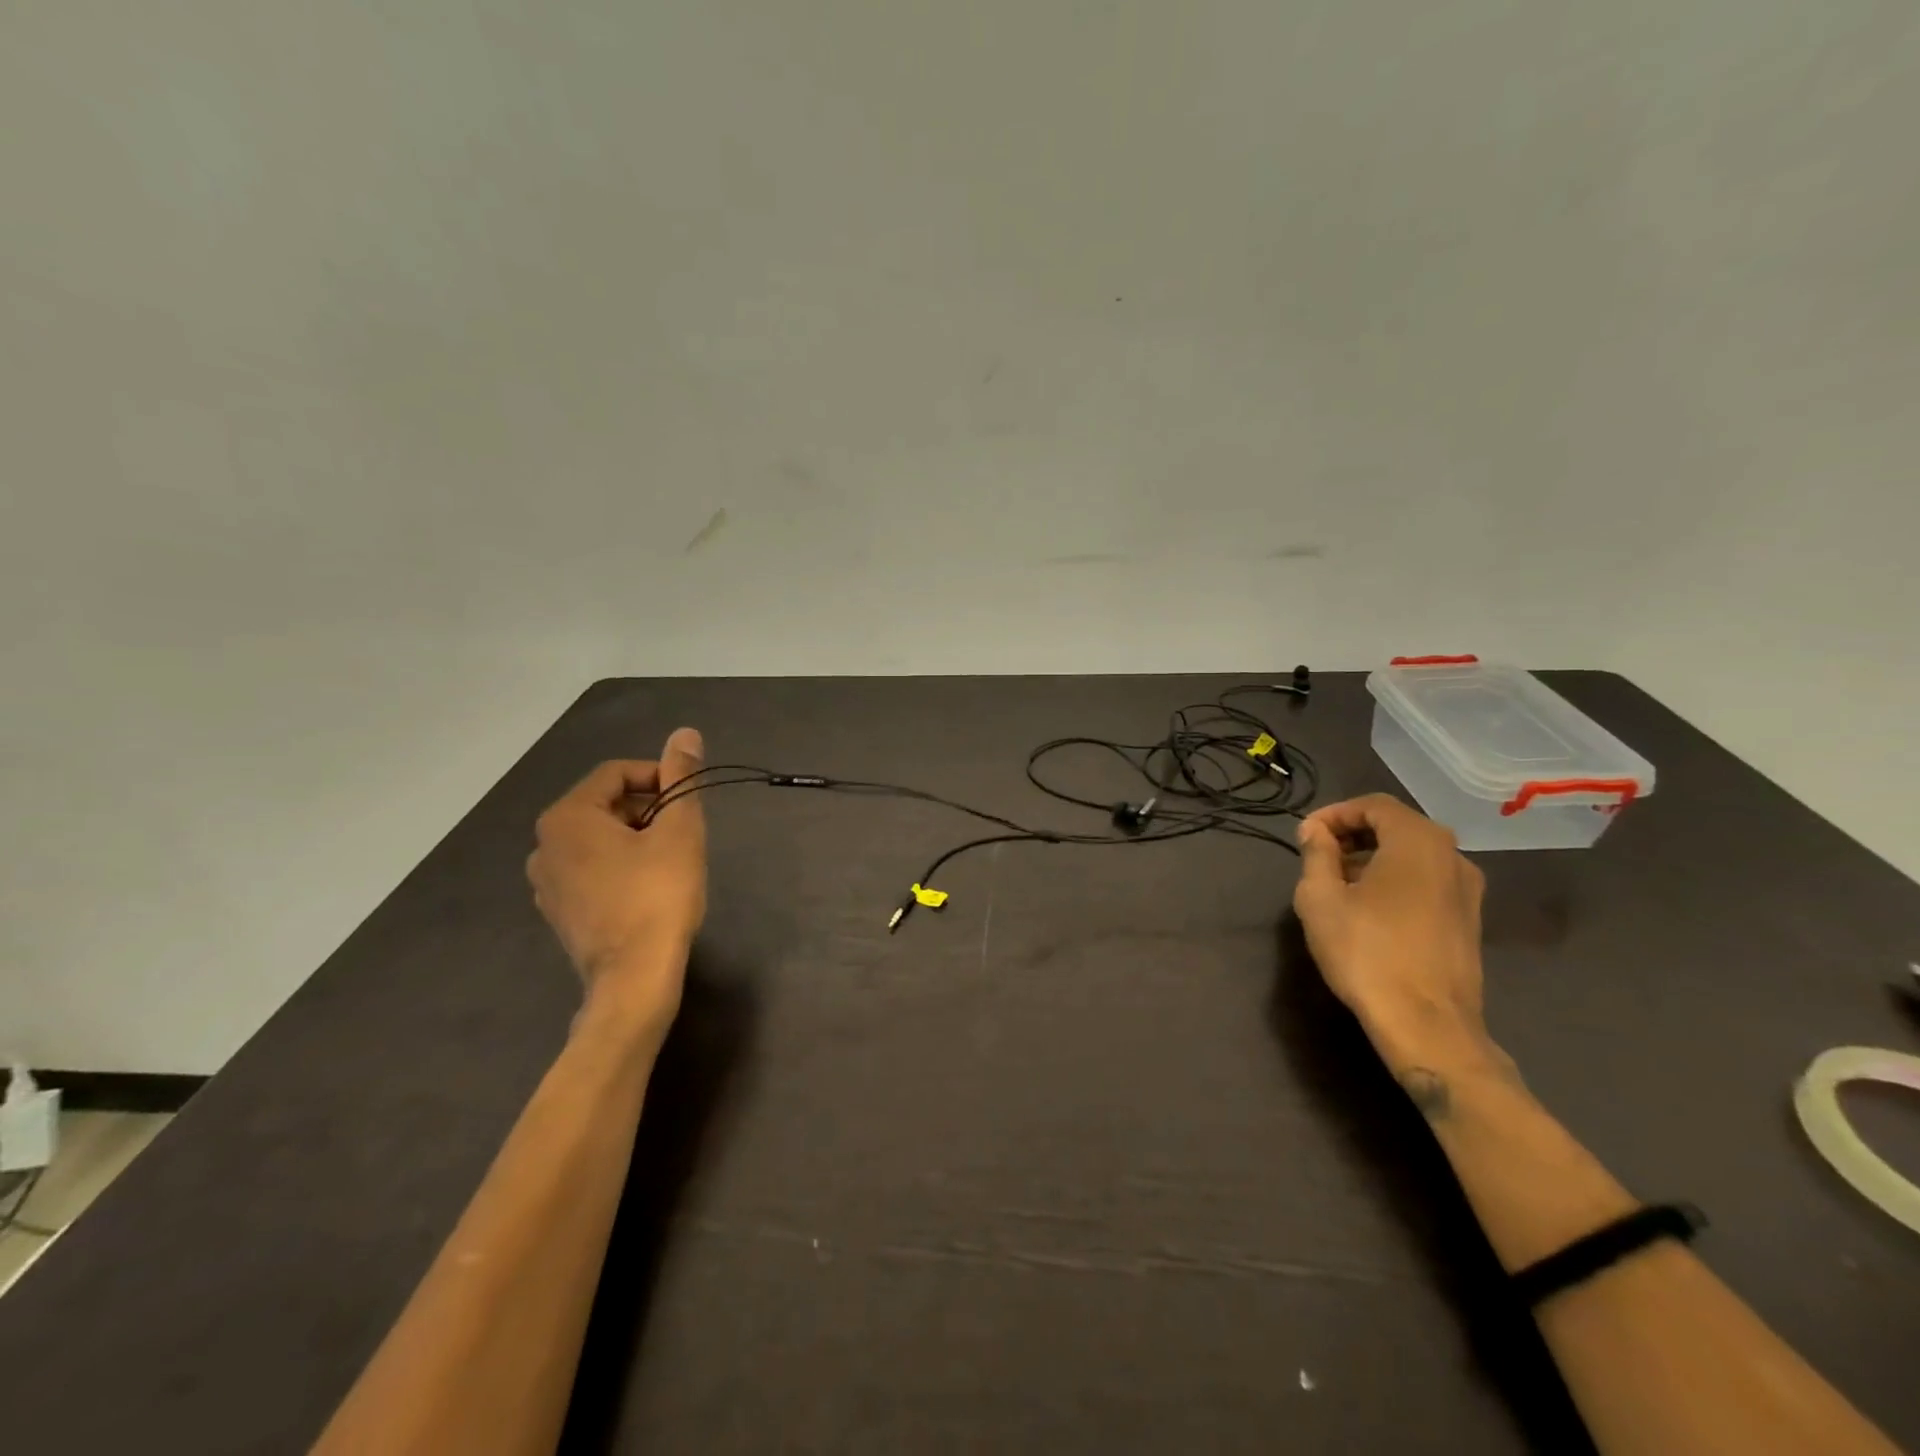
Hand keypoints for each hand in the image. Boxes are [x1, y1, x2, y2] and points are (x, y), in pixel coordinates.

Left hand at [527, 728, 706, 1039]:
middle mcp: (544, 845)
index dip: (659, 777)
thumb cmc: (658, 895)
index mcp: (566, 817)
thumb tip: (685, 732)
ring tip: (672, 857)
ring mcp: (546, 882)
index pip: (616, 773)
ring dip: (636, 836)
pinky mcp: (559, 911)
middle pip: (604, 804)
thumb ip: (681, 778)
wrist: (634, 978)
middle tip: (685, 829)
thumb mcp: (679, 830)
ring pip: (598, 838)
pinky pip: (591, 869)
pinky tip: (648, 886)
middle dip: (648, 808)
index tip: (689, 797)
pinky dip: (620, 865)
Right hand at [1292, 794, 1495, 1072]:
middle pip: (1396, 826)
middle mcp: (1452, 855)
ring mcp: (1467, 889)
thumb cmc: (1366, 952)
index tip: (1304, 836)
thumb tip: (1316, 831)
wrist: (1427, 1024)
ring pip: (1413, 855)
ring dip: (1372, 858)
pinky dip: (1395, 879)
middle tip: (1317, 856)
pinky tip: (1368, 909)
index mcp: (1418, 841)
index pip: (1373, 805)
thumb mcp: (1320, 897)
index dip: (1334, 814)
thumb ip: (1316, 853)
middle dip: (1352, 835)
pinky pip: (1427, 880)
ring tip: (1337, 883)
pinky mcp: (1469, 919)